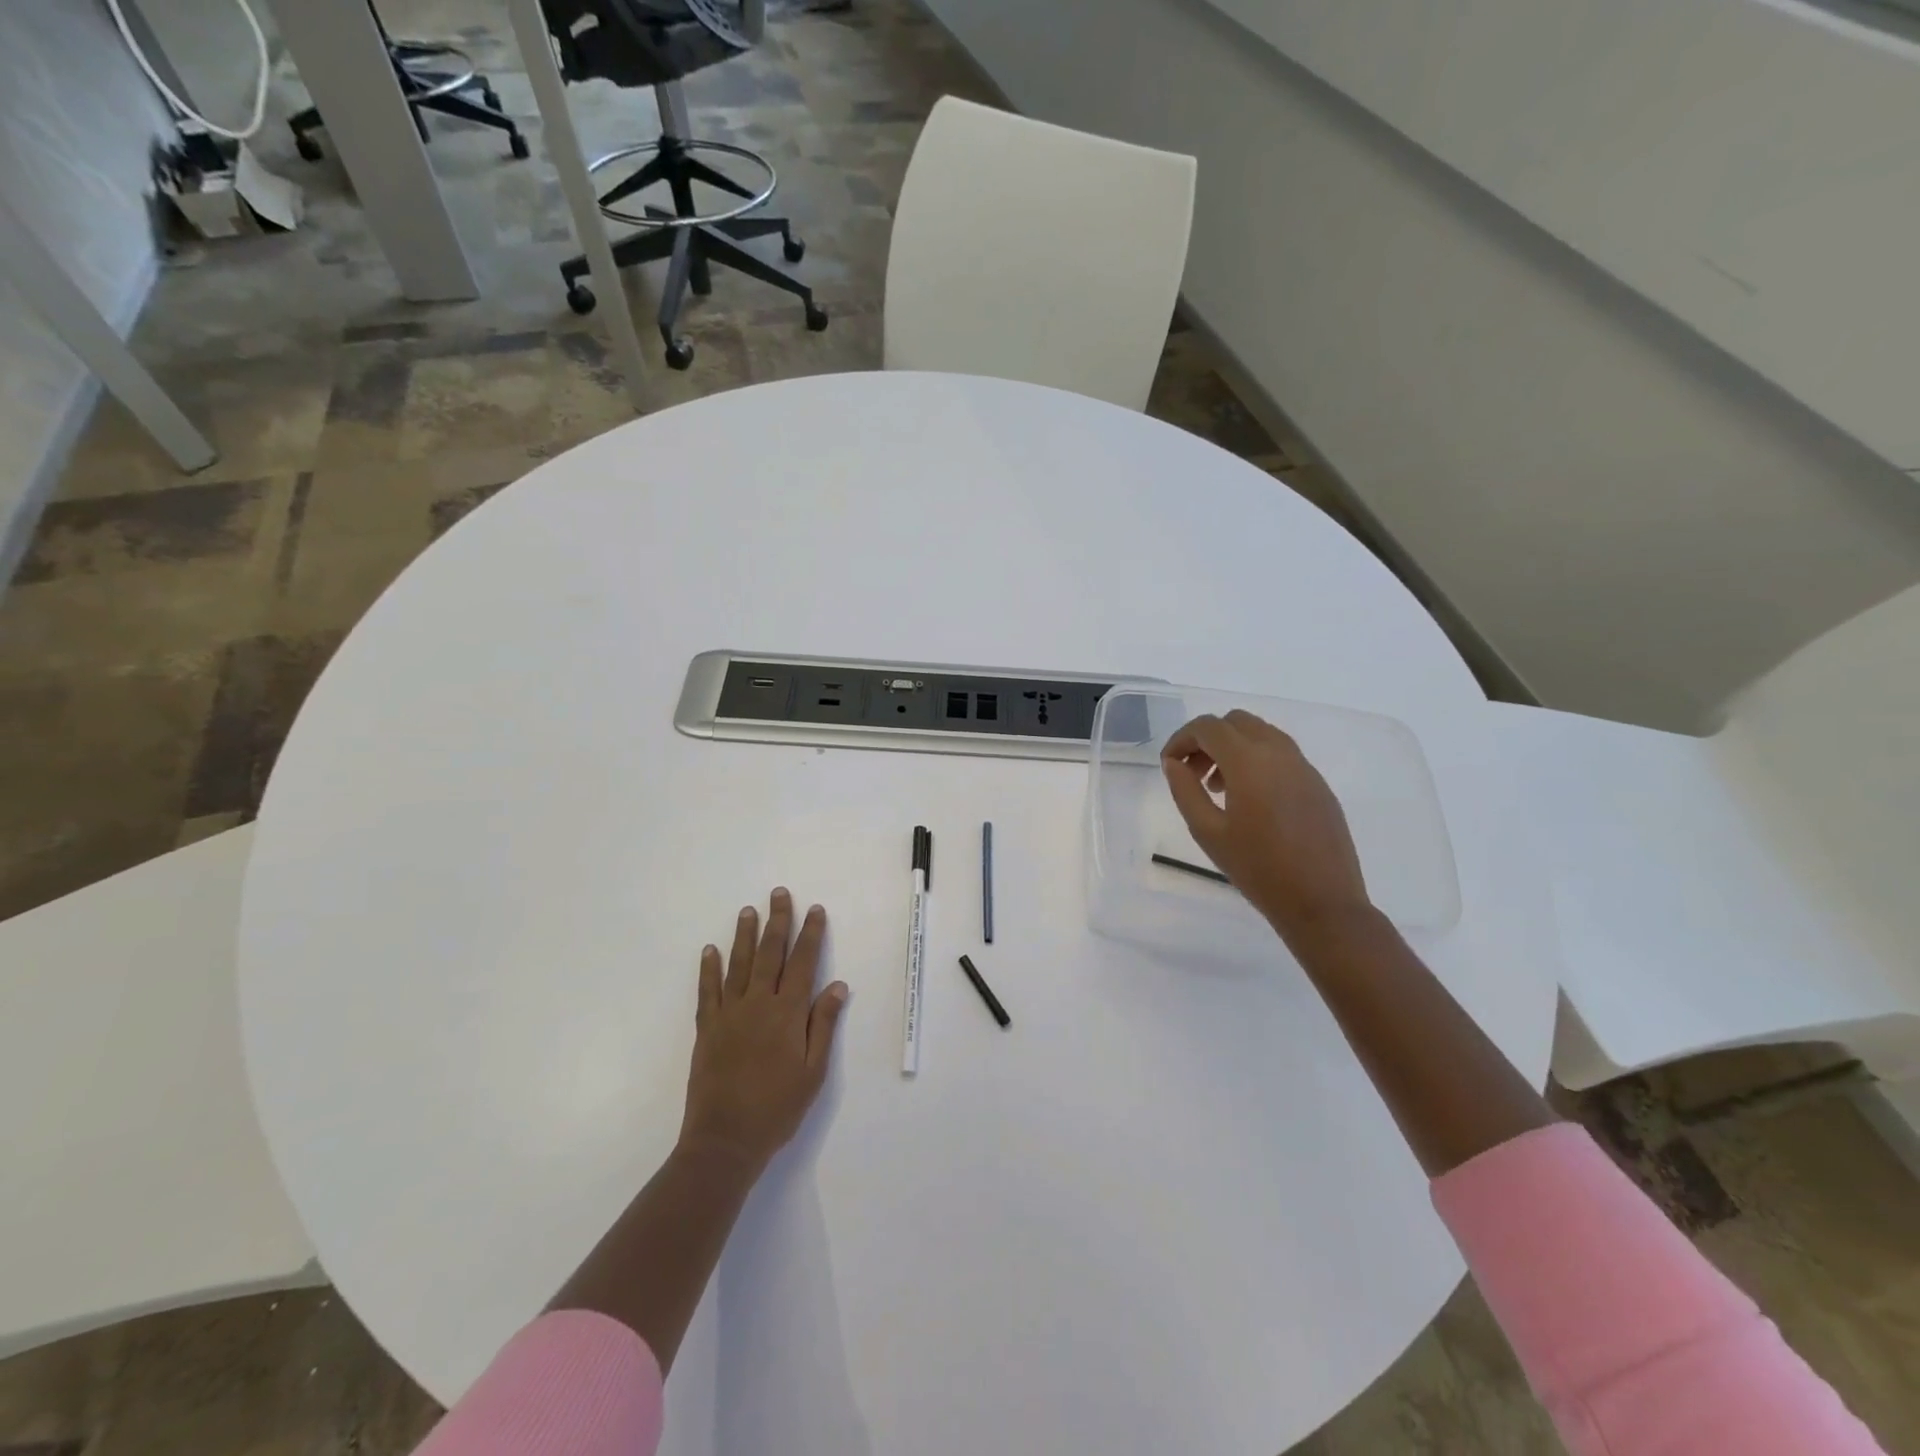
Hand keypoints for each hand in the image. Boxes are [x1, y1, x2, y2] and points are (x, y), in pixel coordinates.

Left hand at [679, 888, 849, 1172]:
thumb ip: (823, 1025)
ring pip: (738, 964)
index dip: (810, 934)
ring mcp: (729, 1014)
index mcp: (787, 1013)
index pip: (803, 963)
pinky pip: (707, 990)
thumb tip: (837, 985)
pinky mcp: (707, 1029)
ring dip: (744, 935)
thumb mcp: (813, 1071)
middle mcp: (758, 1004)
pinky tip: (710, 950)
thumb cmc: (777, 1108)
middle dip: (777, 921)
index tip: (815, 910)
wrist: (725, 1140)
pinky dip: (709, 968)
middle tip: (778, 893)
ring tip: (748, 910)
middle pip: (769, 953)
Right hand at [1161, 711, 1372, 944]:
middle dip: (1208, 739)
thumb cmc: (1258, 869)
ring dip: (1233, 748)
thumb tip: (1174, 763)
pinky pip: (1281, 754)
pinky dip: (1257, 761)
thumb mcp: (1208, 832)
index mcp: (1249, 761)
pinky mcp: (1318, 784)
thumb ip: (1185, 790)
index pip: (1208, 727)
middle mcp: (1279, 753)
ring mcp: (1304, 766)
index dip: (1181, 739)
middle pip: (1236, 722)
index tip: (1169, 764)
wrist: (1322, 903)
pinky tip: (1250, 800)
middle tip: (1193, 773)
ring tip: (1219, 788)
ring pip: (1261, 734)